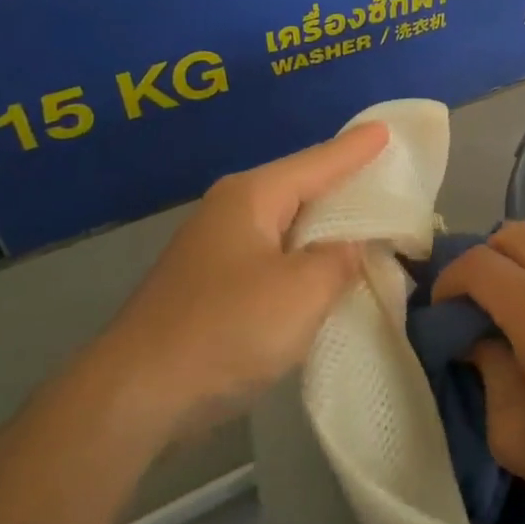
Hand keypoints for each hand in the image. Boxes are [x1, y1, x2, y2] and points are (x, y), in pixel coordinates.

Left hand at [92, 122, 389, 438]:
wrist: (138, 394)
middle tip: (386, 175)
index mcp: (252, 197)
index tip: (386, 129)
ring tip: (367, 220)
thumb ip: (340, 260)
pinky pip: (273, 255)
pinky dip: (304, 257)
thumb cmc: (227, 329)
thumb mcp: (303, 291)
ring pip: (286, 224)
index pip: (318, 162)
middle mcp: (231, 211)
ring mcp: (216, 248)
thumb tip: (351, 247)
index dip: (356, 149)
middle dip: (343, 182)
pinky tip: (323, 270)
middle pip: (300, 187)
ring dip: (325, 225)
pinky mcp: (211, 284)